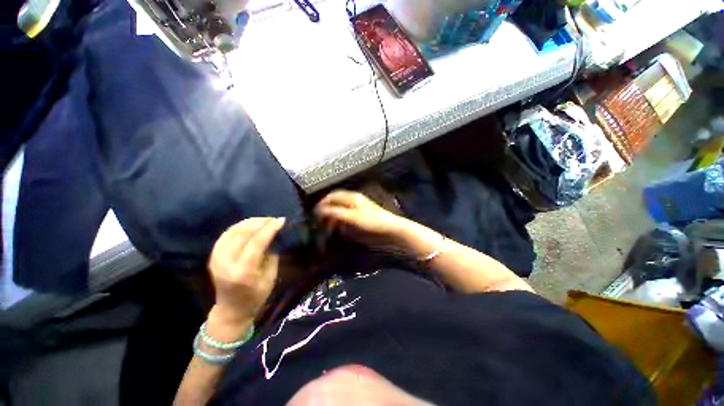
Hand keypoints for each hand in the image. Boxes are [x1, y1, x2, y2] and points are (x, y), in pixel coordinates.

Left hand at [207, 217, 285, 327]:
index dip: (270, 228)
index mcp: (243, 272)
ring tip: (263, 220)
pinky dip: (238, 227)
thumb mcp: (270, 277)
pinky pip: (225, 235)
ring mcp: (216, 259)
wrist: (231, 310)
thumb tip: (274, 236)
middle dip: (260, 222)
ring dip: (250, 222)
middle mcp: (226, 263)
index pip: (256, 242)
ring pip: (232, 231)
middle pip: (243, 234)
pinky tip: (249, 225)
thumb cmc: (256, 296)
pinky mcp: (213, 257)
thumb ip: (271, 255)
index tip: (281, 220)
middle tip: (273, 219)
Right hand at [314, 190, 403, 246]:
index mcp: (352, 197)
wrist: (391, 227)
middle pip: (336, 202)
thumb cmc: (372, 221)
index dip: (322, 203)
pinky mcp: (362, 214)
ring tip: (328, 227)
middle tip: (320, 222)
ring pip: (341, 209)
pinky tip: (339, 228)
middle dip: (327, 211)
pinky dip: (341, 220)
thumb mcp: (352, 217)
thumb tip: (320, 210)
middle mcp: (354, 199)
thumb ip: (336, 213)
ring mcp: (358, 206)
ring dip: (333, 217)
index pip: (333, 196)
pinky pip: (347, 215)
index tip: (314, 213)